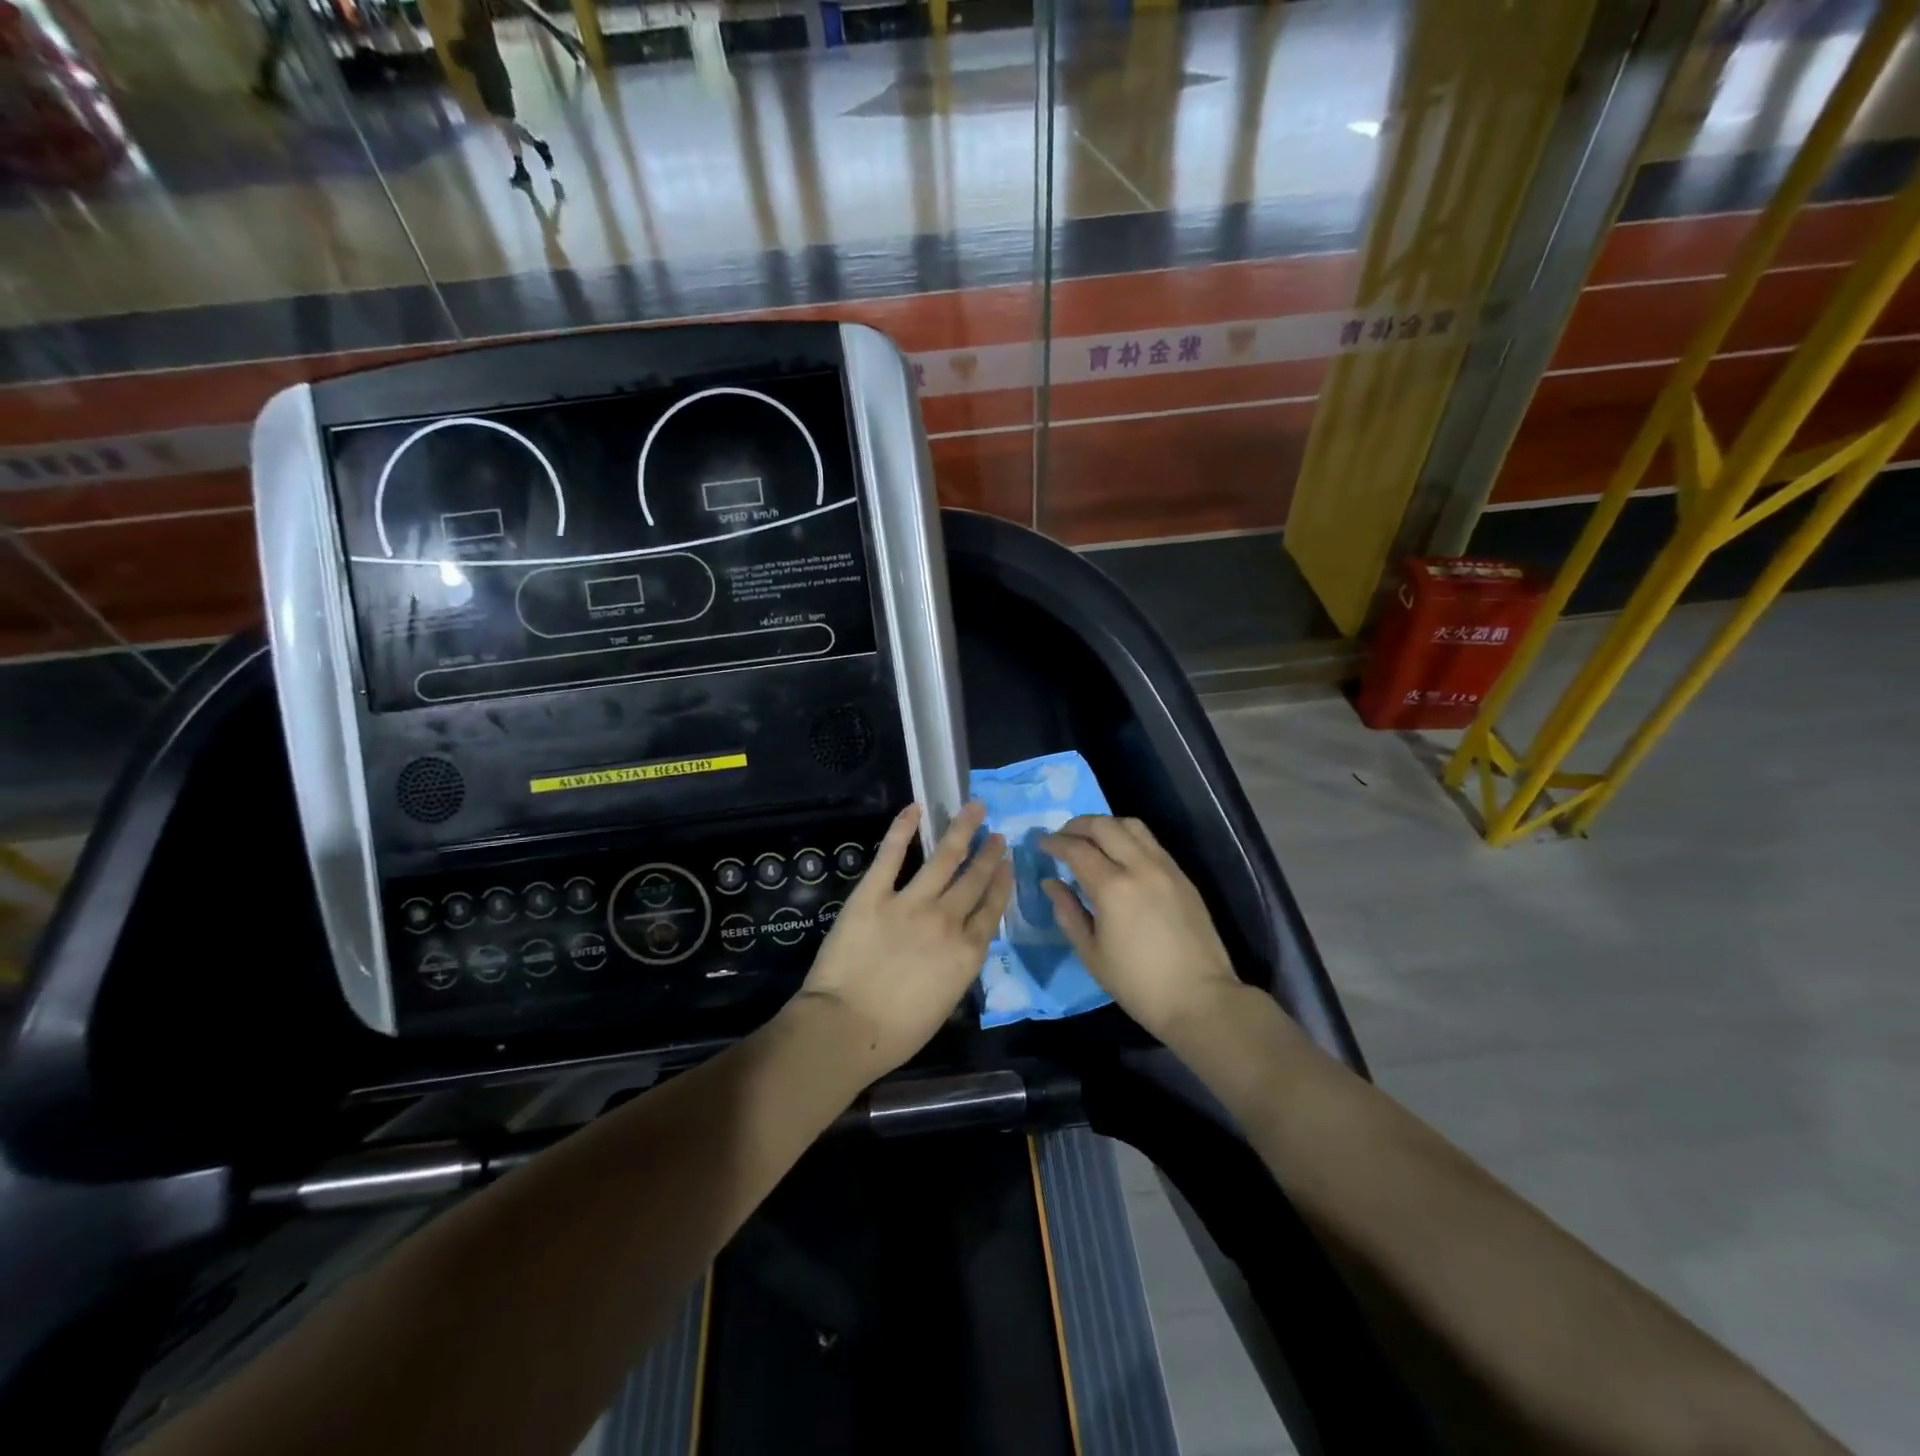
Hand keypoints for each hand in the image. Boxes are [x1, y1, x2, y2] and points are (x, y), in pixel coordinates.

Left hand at [792, 801, 1012, 1080]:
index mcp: (967, 953)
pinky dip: (904, 828)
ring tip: (974, 809)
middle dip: (989, 854)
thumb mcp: (944, 1004)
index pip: (992, 909)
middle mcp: (947, 920)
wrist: (847, 1027)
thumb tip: (957, 947)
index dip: (1002, 883)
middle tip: (997, 834)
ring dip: (962, 831)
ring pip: (945, 858)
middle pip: (974, 879)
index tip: (1007, 864)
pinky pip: (892, 854)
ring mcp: (911, 902)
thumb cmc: (896, 1033)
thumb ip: (956, 968)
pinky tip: (915, 808)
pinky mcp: (874, 894)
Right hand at [1039, 815, 1245, 1043]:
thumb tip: (1052, 883)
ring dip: (1105, 826)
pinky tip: (1120, 855)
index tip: (1041, 844)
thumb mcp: (1092, 954)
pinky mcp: (1182, 876)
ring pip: (1131, 825)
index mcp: (1113, 887)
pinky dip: (1128, 838)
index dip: (1054, 843)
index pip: (1077, 849)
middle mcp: (1140, 867)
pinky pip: (1151, 842)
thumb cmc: (1138, 984)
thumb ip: (1068, 913)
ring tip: (1091, 840)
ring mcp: (1166, 868)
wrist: (1200, 999)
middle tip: (1062, 837)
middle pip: (1104, 826)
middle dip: (1077, 825)